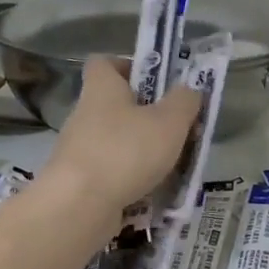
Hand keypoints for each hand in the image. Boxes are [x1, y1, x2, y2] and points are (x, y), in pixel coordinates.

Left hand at [44, 58, 201, 220]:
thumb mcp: (169, 122)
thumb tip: (189, 90)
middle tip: (177, 130)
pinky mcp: (80, 181)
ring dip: (143, 151)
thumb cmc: (126, 151)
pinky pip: (112, 172)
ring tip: (173, 165)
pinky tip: (154, 191)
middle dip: (147, 116)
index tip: (156, 82)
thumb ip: (184, 101)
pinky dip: (132, 179)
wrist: (79, 206)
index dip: (130, 66)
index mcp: (102, 88)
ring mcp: (80, 150)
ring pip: (117, 142)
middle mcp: (85, 114)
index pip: (105, 62)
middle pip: (116, 105)